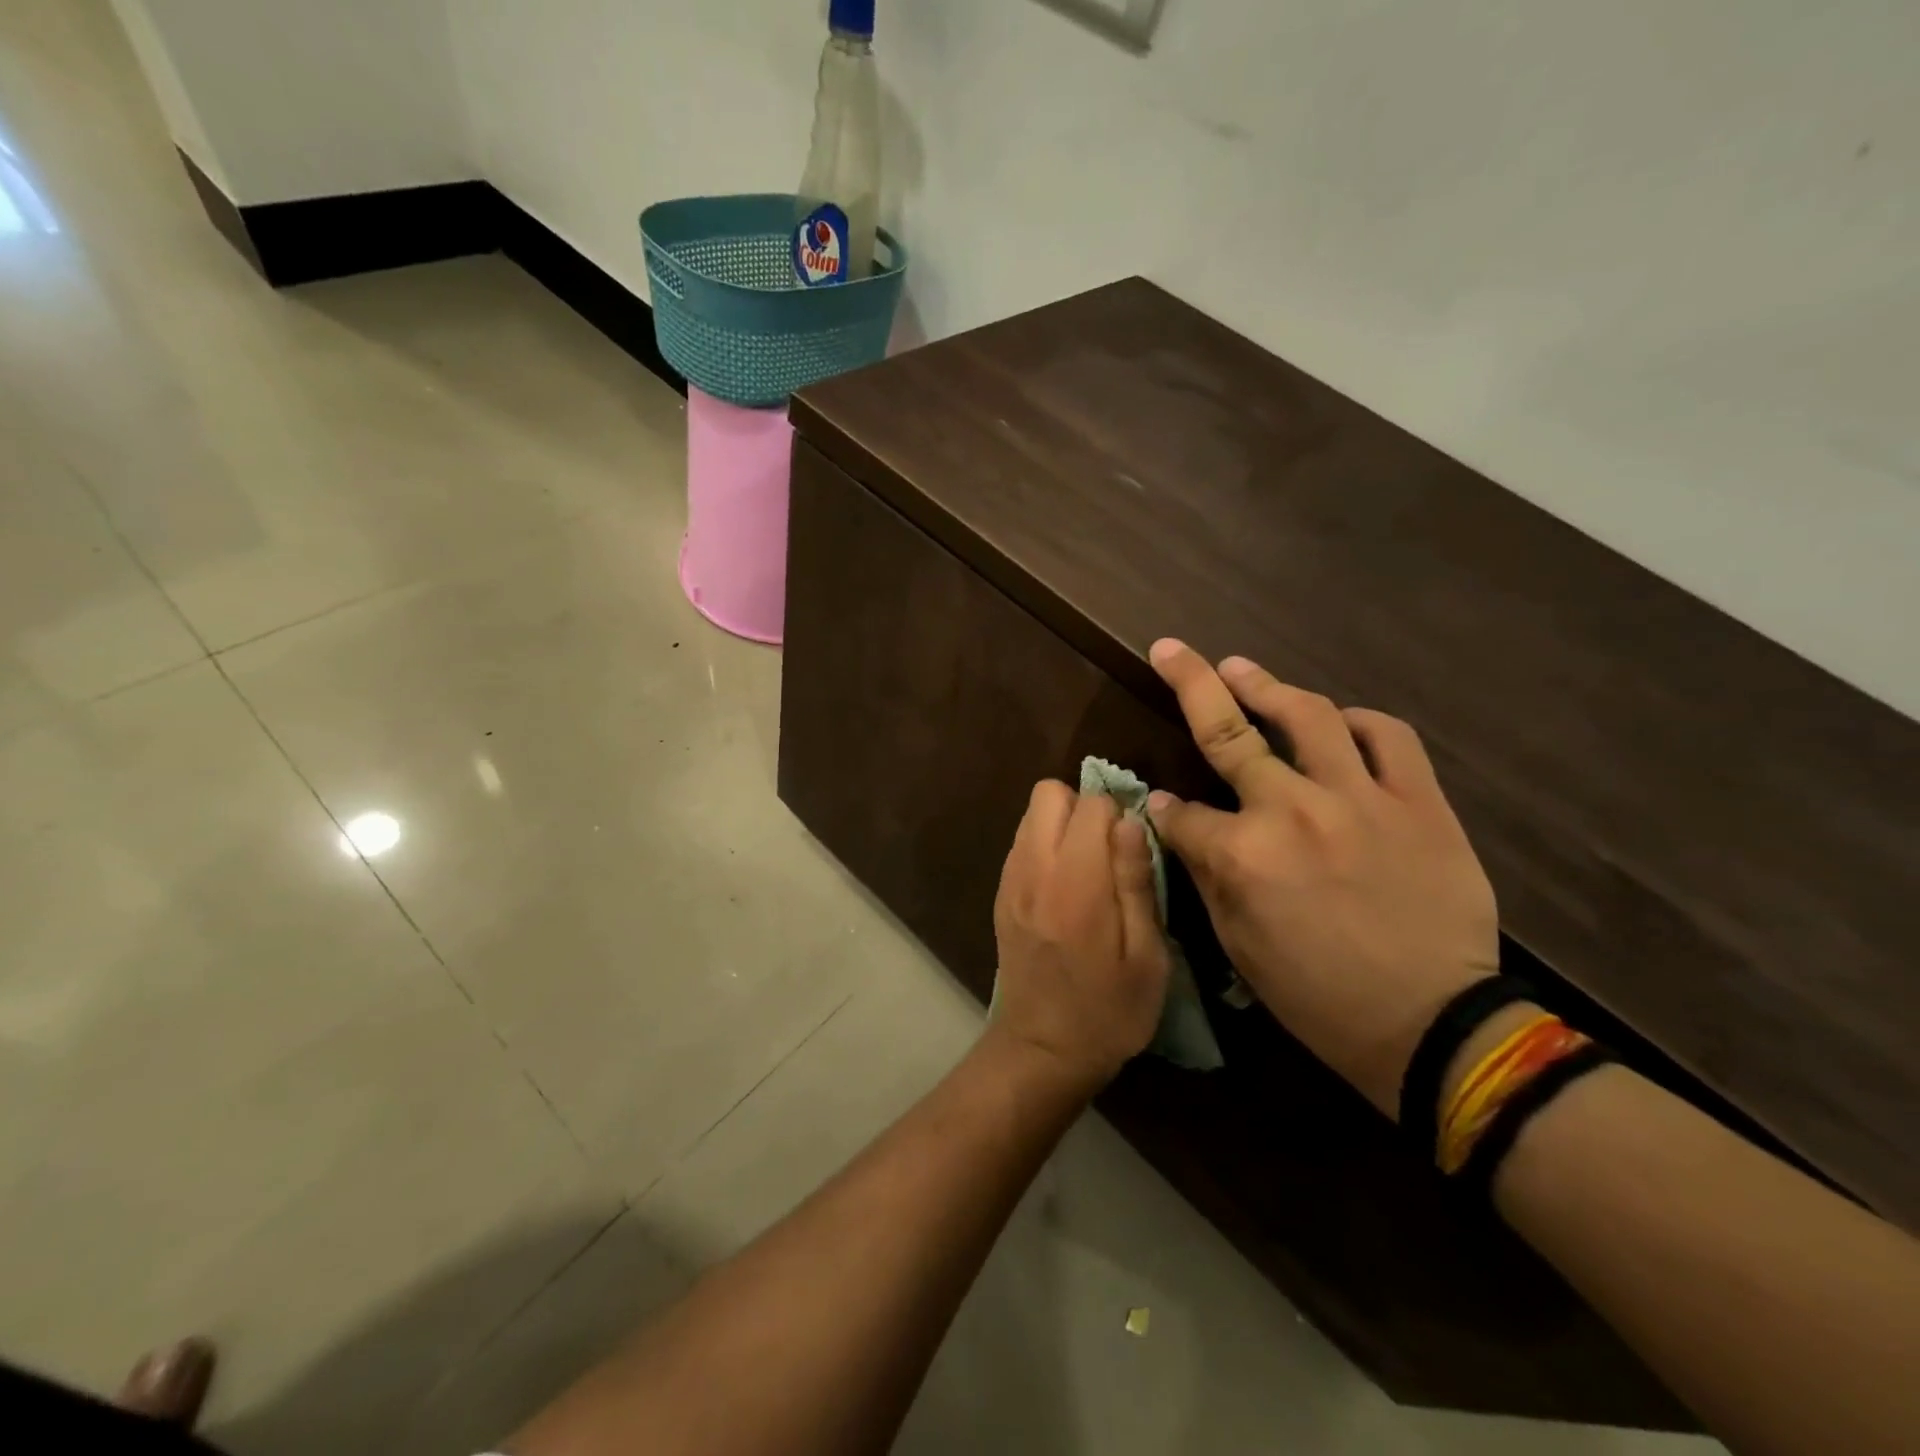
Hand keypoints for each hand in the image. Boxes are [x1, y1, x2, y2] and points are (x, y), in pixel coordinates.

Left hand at [991, 781, 1170, 1095]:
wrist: (1042, 1051)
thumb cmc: (1109, 1012)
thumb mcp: (1146, 955)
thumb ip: (1136, 881)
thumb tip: (1129, 821)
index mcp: (1075, 883)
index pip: (1091, 804)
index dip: (1119, 814)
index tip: (1134, 846)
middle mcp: (1033, 869)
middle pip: (1048, 793)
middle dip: (1083, 806)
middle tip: (1110, 849)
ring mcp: (1010, 881)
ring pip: (1031, 815)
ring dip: (1062, 824)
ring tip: (1090, 867)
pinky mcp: (1001, 895)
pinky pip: (1022, 844)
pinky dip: (1045, 846)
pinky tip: (1066, 887)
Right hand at [1146, 640, 1499, 1115]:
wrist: (1435, 1026)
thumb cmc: (1320, 996)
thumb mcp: (1239, 945)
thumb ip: (1203, 872)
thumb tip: (1172, 817)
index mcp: (1243, 856)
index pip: (1183, 813)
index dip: (1165, 809)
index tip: (1161, 807)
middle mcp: (1293, 811)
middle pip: (1228, 734)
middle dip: (1191, 684)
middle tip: (1171, 649)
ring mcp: (1360, 799)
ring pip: (1308, 716)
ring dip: (1267, 685)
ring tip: (1242, 667)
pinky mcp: (1418, 802)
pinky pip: (1388, 737)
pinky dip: (1358, 721)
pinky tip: (1339, 720)